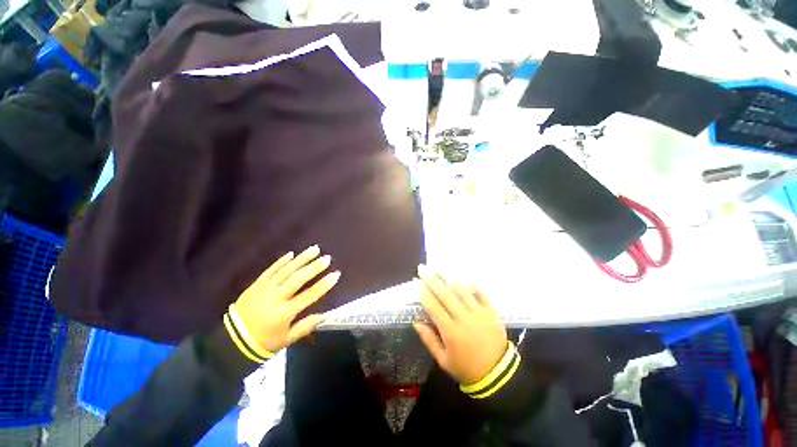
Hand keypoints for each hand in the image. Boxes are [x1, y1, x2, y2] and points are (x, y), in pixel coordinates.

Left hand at [234, 245, 339, 351]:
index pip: (309, 295)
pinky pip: (270, 270)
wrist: (232, 340)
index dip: (324, 285)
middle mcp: (276, 297)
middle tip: (327, 258)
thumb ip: (306, 326)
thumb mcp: (286, 340)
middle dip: (314, 267)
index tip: (336, 274)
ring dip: (301, 259)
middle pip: (298, 279)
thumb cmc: (263, 342)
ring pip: (286, 270)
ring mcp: (264, 289)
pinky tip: (291, 254)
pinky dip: (281, 261)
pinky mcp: (256, 285)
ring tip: (314, 249)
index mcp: (285, 312)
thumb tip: (325, 315)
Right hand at [413, 265, 507, 385]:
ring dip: (449, 280)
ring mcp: (479, 313)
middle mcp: (464, 318)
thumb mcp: (443, 360)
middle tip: (423, 269)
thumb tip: (415, 321)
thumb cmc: (466, 368)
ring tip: (440, 272)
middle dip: (432, 280)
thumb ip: (428, 339)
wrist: (498, 374)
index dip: (424, 293)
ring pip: (462, 290)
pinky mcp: (492, 312)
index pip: (434, 307)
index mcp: (451, 331)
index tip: (418, 282)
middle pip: (445, 294)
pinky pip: (480, 293)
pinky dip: (471, 285)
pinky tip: (462, 281)